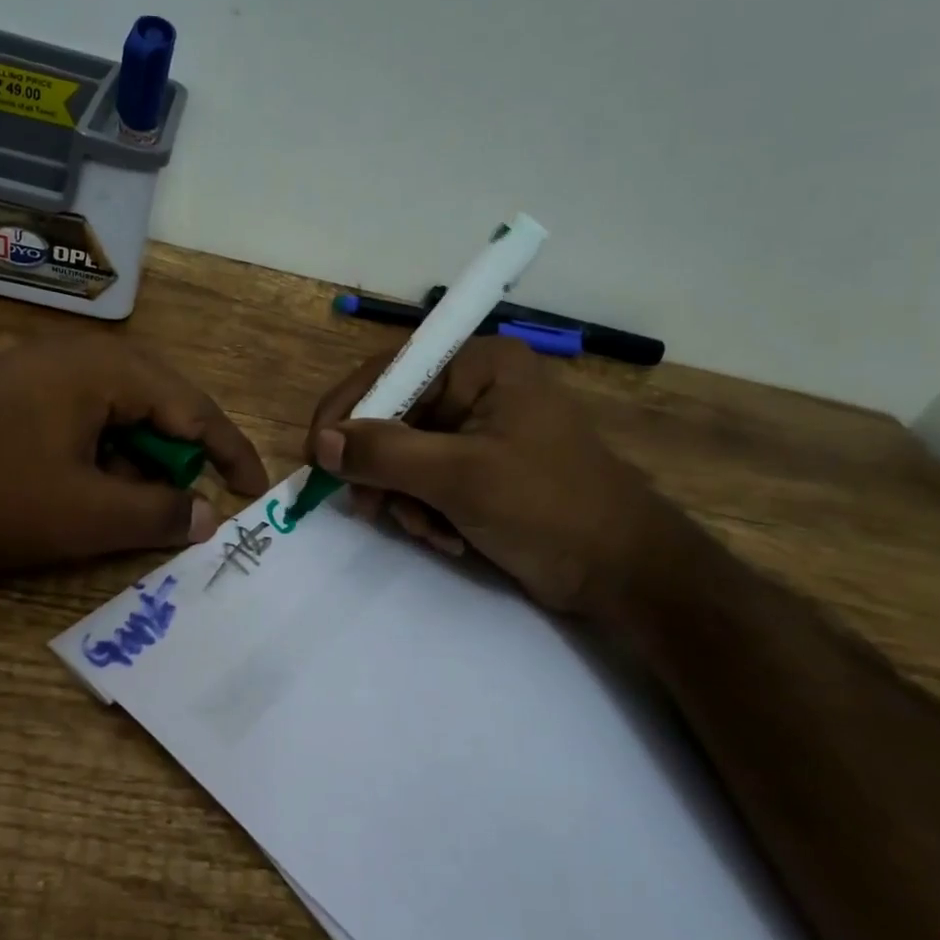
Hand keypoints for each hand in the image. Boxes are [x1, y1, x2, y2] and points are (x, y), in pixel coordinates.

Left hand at [0, 337, 268, 574]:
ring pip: (111, 414)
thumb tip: (208, 515)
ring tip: (134, 511)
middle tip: (194, 509)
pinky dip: (93, 456)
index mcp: (104, 367)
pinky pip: (71, 419)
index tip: (257, 493)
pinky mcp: (0, 392)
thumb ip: (158, 513)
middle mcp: (73, 354)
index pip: (194, 407)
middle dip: (180, 460)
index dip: (231, 453)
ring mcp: (31, 368)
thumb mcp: (82, 515)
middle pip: (154, 405)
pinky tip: (80, 492)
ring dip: (133, 462)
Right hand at [306, 337, 665, 612]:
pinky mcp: (481, 469)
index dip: (347, 412)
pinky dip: (426, 513)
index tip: (316, 457)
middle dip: (384, 472)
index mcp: (479, 365)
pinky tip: (449, 539)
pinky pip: (427, 482)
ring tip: (432, 532)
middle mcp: (476, 388)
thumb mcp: (460, 476)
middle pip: (394, 418)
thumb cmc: (548, 508)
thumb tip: (323, 444)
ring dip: (406, 500)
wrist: (623, 573)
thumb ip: (386, 453)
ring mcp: (480, 430)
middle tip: (371, 510)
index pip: (390, 372)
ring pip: (405, 457)